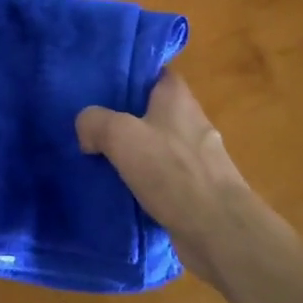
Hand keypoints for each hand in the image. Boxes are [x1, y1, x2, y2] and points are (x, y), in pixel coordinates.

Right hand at [76, 71, 273, 287]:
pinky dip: (144, 181)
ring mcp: (198, 157)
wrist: (217, 229)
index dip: (129, 75)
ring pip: (157, 145)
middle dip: (124, 117)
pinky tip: (121, 191)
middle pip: (152, 110)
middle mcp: (191, 121)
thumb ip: (95, 121)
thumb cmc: (171, 170)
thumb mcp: (120, 135)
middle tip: (91, 125)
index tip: (100, 84)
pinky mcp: (198, 189)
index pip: (153, 73)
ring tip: (98, 159)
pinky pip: (164, 177)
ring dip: (133, 152)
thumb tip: (86, 129)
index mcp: (177, 97)